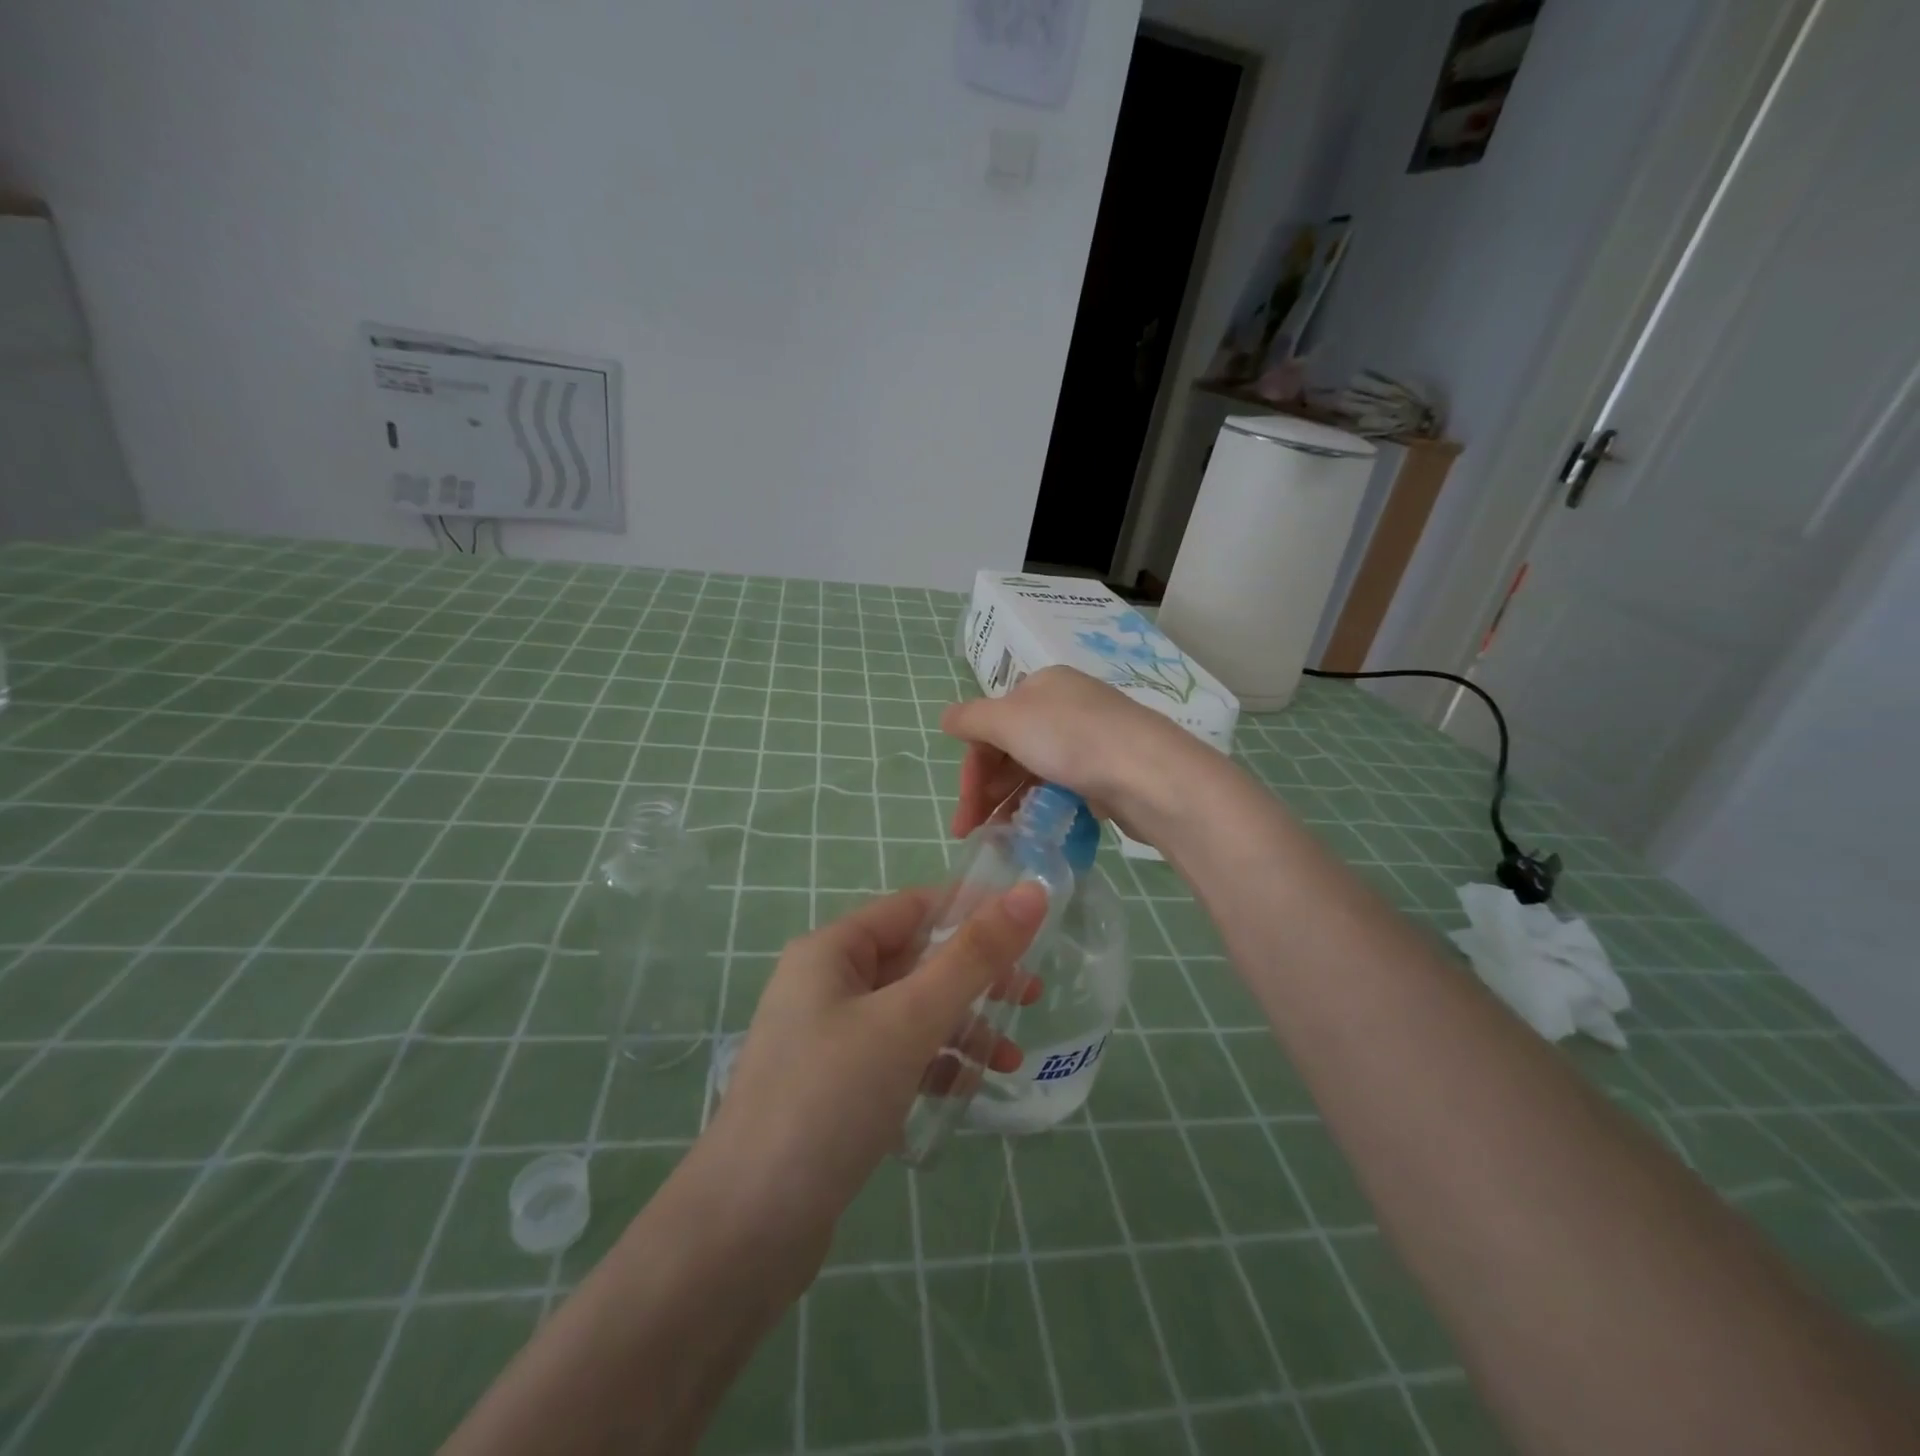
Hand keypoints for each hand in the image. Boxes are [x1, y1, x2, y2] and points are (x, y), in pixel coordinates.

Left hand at [701, 881, 1048, 1259]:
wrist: (746, 1230)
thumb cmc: (830, 1098)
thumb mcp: (909, 1019)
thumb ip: (974, 956)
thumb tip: (1032, 891)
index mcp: (832, 951)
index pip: (912, 907)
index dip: (971, 909)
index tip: (1031, 926)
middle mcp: (826, 985)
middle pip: (915, 961)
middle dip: (974, 978)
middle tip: (1031, 993)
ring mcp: (828, 1040)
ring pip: (910, 1013)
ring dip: (961, 1028)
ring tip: (1010, 1058)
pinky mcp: (835, 1090)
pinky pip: (896, 1057)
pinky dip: (934, 1065)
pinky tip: (966, 1091)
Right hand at [942, 666, 1216, 842]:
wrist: (1151, 775)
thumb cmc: (1073, 740)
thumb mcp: (1009, 720)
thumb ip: (970, 719)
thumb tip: (946, 719)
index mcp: (1041, 686)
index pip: (990, 725)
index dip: (971, 769)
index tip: (964, 813)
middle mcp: (1065, 706)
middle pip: (1010, 749)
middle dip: (986, 790)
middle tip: (974, 831)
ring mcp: (1089, 739)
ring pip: (1034, 770)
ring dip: (1010, 802)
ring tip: (1002, 837)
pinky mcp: (1108, 770)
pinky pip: (1062, 787)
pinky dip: (1042, 806)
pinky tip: (1036, 830)